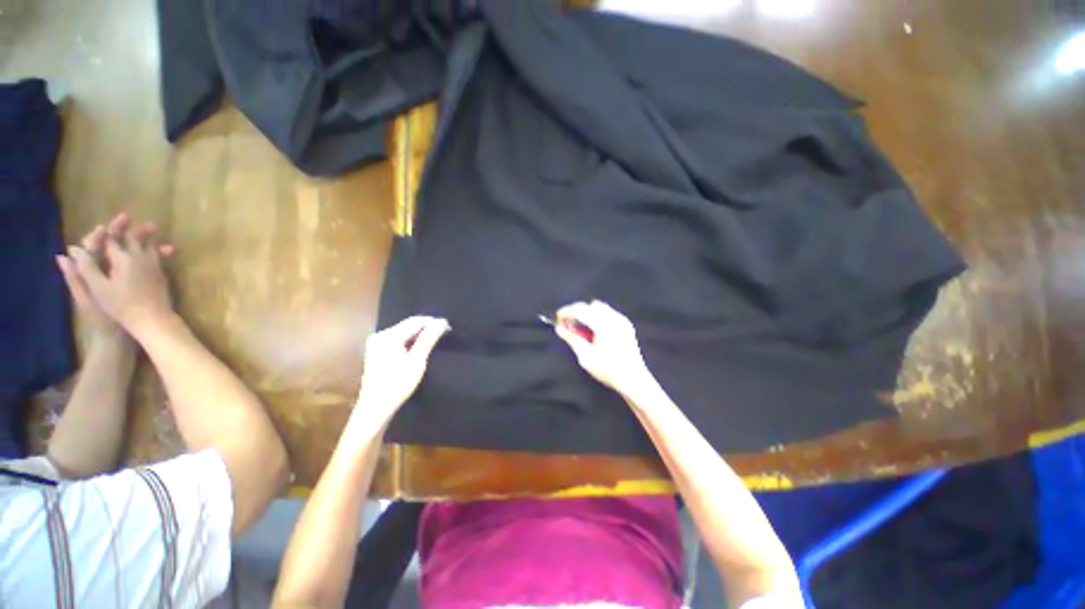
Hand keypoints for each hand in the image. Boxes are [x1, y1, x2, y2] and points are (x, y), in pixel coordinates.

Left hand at [63, 216, 174, 336]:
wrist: (120, 340)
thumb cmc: (103, 320)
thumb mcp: (87, 299)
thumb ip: (76, 277)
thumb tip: (66, 253)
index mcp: (91, 273)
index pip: (95, 246)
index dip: (107, 232)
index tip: (123, 221)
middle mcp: (105, 272)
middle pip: (115, 248)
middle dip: (130, 235)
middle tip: (149, 226)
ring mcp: (122, 279)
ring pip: (133, 255)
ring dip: (146, 245)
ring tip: (162, 239)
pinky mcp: (138, 284)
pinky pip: (146, 266)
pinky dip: (156, 258)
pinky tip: (167, 254)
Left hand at [353, 316, 449, 421]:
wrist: (376, 408)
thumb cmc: (398, 385)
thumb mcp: (417, 361)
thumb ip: (428, 339)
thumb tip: (441, 322)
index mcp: (388, 337)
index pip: (415, 321)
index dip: (433, 322)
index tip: (448, 326)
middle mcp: (380, 335)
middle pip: (408, 325)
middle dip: (426, 327)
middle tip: (445, 332)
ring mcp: (376, 342)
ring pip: (403, 331)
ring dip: (420, 333)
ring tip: (436, 337)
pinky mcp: (376, 350)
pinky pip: (398, 338)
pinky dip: (410, 340)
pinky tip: (420, 345)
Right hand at [555, 300, 658, 399]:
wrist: (633, 379)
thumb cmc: (608, 370)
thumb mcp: (586, 357)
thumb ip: (572, 339)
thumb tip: (559, 328)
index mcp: (604, 326)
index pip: (581, 310)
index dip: (566, 312)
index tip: (557, 319)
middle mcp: (614, 318)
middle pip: (589, 305)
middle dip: (576, 312)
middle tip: (568, 325)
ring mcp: (621, 320)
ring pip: (599, 307)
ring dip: (587, 313)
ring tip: (581, 328)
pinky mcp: (626, 324)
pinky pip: (608, 312)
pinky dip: (597, 316)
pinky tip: (594, 330)